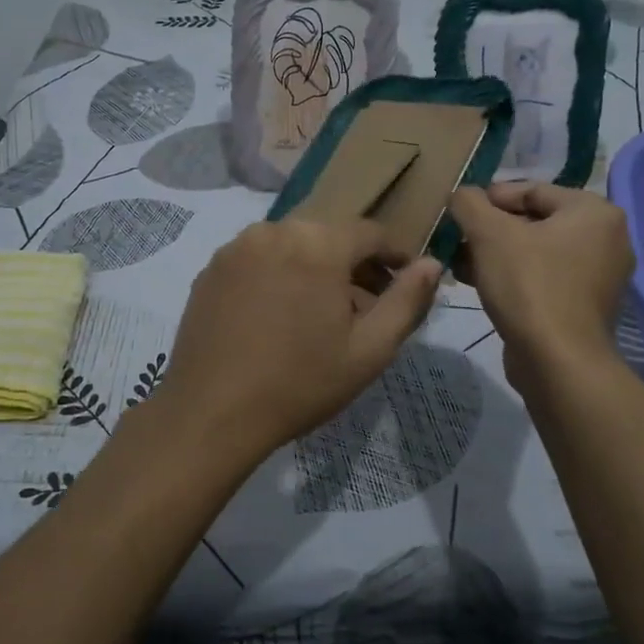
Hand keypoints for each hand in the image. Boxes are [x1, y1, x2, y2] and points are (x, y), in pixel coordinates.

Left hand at [148, 218, 442, 463]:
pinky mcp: (211, 269)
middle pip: (329, 236)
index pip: (371, 233)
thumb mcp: (369, 349)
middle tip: (367, 307)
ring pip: (292, 247)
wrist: (212, 413)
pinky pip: (259, 260)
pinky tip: (279, 317)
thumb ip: (407, 300)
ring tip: (322, 315)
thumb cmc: (300, 382)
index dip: (395, 254)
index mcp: (318, 242)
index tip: (407, 280)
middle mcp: (275, 230)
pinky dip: (279, 276)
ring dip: (316, 269)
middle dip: (354, 265)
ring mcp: (236, 247)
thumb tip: (432, 263)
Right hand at [448, 182, 633, 383]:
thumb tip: (462, 194)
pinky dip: (513, 277)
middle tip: (456, 239)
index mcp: (594, 212)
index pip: (532, 190)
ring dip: (495, 254)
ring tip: (460, 263)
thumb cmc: (528, 284)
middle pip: (534, 221)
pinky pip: (543, 278)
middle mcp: (606, 239)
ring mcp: (598, 276)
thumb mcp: (489, 234)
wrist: (557, 361)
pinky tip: (478, 283)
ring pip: (536, 252)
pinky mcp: (584, 306)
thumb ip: (470, 204)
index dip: (490, 198)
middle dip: (490, 230)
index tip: (459, 212)